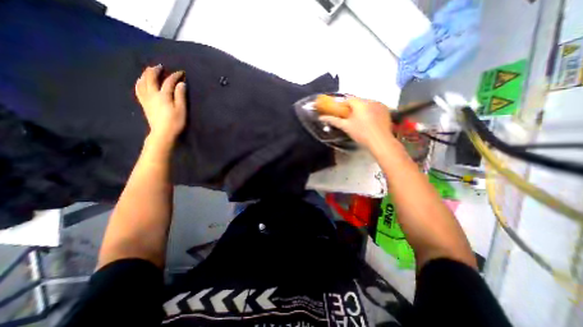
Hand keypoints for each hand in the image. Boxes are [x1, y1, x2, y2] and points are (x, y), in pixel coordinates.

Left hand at [135, 66, 185, 142]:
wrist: (163, 133)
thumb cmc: (175, 122)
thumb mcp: (181, 109)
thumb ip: (180, 95)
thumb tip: (181, 84)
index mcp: (163, 95)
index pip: (169, 81)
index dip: (175, 76)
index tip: (181, 73)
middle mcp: (152, 94)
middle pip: (151, 78)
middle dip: (156, 70)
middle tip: (161, 67)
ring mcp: (146, 98)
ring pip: (142, 82)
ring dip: (146, 74)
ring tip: (150, 71)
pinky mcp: (144, 103)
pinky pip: (138, 89)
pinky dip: (139, 82)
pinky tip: (141, 81)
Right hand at [318, 97, 395, 152]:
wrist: (380, 141)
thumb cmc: (361, 133)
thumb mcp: (346, 127)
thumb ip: (333, 120)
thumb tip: (321, 117)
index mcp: (359, 103)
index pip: (348, 99)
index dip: (343, 105)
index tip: (341, 112)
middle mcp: (370, 100)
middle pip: (358, 101)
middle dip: (353, 108)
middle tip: (350, 118)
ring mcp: (380, 104)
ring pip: (367, 104)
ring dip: (362, 109)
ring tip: (360, 121)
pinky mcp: (386, 110)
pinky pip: (375, 107)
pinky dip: (371, 112)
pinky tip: (370, 121)